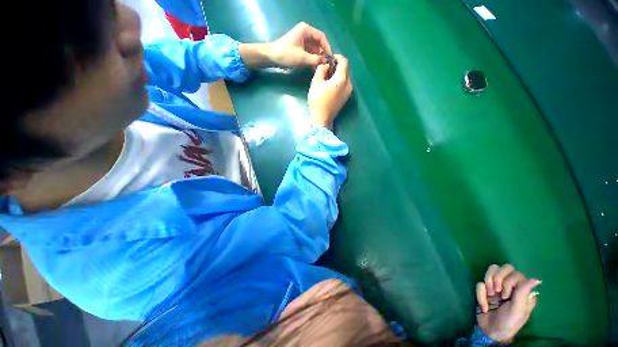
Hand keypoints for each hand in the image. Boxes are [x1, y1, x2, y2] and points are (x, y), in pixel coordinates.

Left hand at [268, 22, 331, 67]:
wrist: (272, 57)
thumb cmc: (286, 54)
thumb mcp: (302, 58)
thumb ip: (315, 59)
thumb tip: (326, 62)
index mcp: (306, 30)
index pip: (321, 37)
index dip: (327, 47)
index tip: (330, 58)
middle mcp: (306, 33)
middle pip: (318, 43)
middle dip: (322, 54)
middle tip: (326, 65)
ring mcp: (303, 40)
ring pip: (314, 49)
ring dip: (318, 58)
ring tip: (321, 68)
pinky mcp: (300, 47)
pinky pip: (310, 53)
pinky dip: (312, 59)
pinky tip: (315, 67)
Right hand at [308, 55, 352, 128]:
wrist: (322, 119)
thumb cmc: (318, 101)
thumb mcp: (316, 83)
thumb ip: (321, 69)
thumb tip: (325, 66)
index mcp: (342, 79)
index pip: (344, 61)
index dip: (337, 57)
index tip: (329, 58)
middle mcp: (349, 84)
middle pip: (346, 69)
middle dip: (337, 66)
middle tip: (326, 67)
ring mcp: (348, 92)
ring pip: (345, 77)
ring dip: (338, 73)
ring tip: (327, 76)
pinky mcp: (346, 97)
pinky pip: (344, 84)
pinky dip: (339, 81)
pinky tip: (330, 85)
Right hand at [476, 264, 540, 342]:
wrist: (490, 331)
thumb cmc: (509, 322)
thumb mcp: (517, 309)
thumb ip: (523, 292)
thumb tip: (537, 278)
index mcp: (522, 290)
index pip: (515, 273)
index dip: (508, 281)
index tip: (506, 296)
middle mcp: (510, 286)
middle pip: (503, 268)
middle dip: (497, 278)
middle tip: (496, 292)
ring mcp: (497, 287)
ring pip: (491, 271)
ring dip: (488, 282)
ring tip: (490, 295)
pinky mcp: (485, 290)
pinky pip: (480, 283)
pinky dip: (480, 294)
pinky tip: (484, 305)